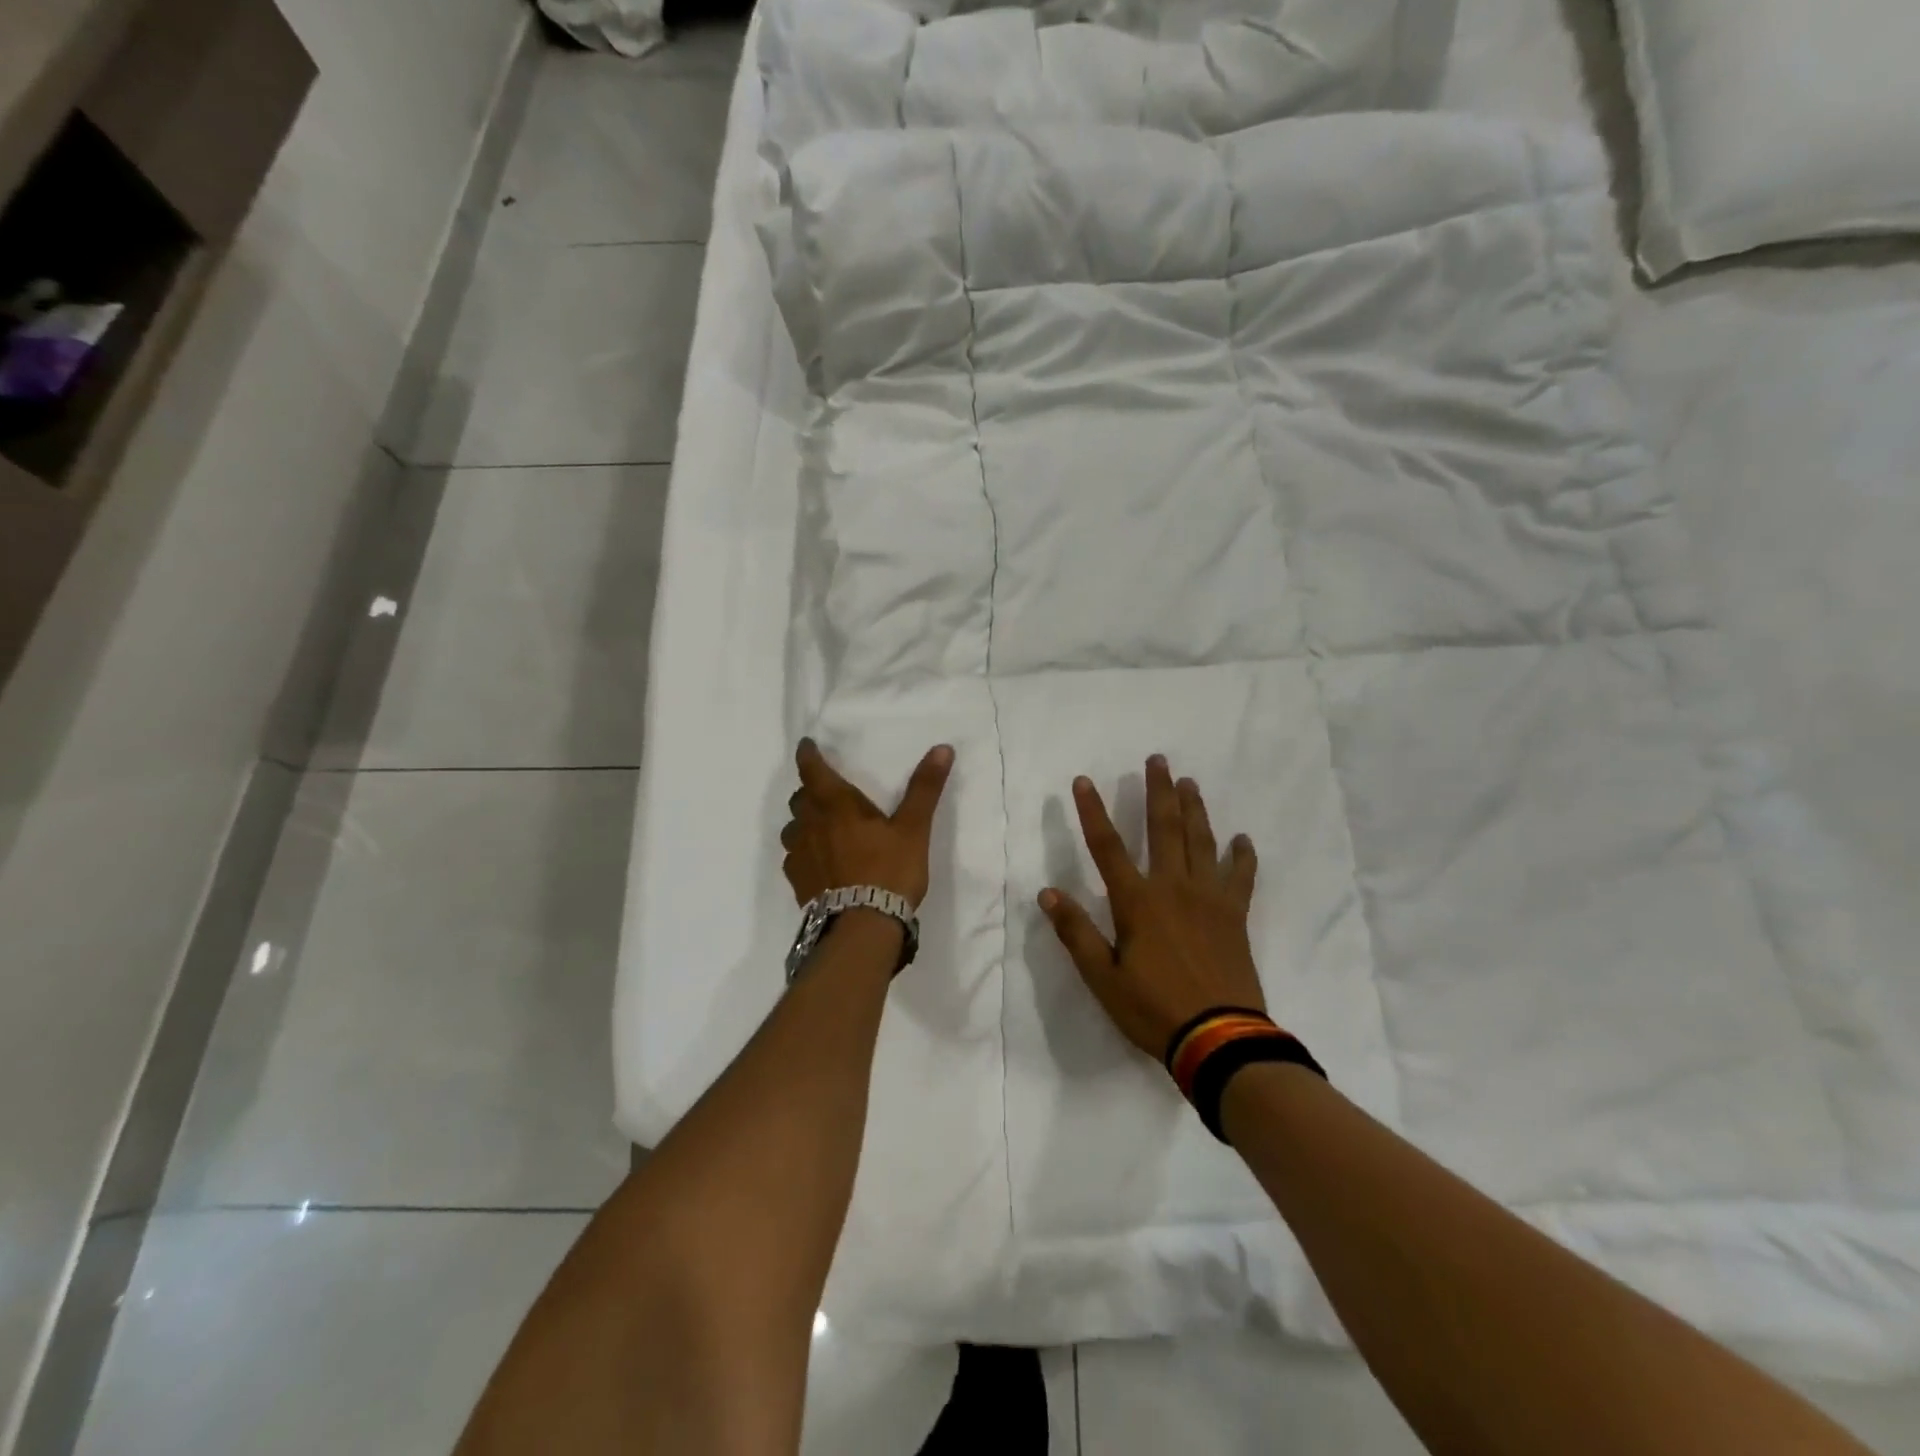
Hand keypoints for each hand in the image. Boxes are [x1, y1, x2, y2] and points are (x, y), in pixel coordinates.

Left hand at [781, 738, 954, 908]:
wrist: (862, 927)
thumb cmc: (889, 870)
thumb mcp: (914, 828)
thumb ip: (924, 788)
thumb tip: (943, 748)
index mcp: (836, 805)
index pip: (812, 770)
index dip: (808, 755)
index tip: (807, 746)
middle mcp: (810, 824)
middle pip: (800, 798)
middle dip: (810, 790)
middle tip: (826, 791)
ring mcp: (800, 855)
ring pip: (793, 828)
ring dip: (804, 821)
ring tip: (821, 827)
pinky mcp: (797, 882)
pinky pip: (794, 857)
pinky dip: (803, 851)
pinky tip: (818, 861)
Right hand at [1039, 756, 1264, 1061]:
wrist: (1220, 1039)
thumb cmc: (1154, 1009)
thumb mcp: (1103, 977)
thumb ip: (1076, 932)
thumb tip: (1048, 893)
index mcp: (1137, 902)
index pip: (1107, 847)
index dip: (1092, 812)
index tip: (1084, 781)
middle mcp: (1173, 888)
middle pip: (1164, 828)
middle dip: (1159, 791)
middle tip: (1158, 759)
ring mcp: (1209, 899)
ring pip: (1201, 842)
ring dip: (1194, 809)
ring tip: (1190, 783)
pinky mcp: (1234, 916)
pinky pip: (1240, 877)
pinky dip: (1241, 856)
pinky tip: (1241, 839)